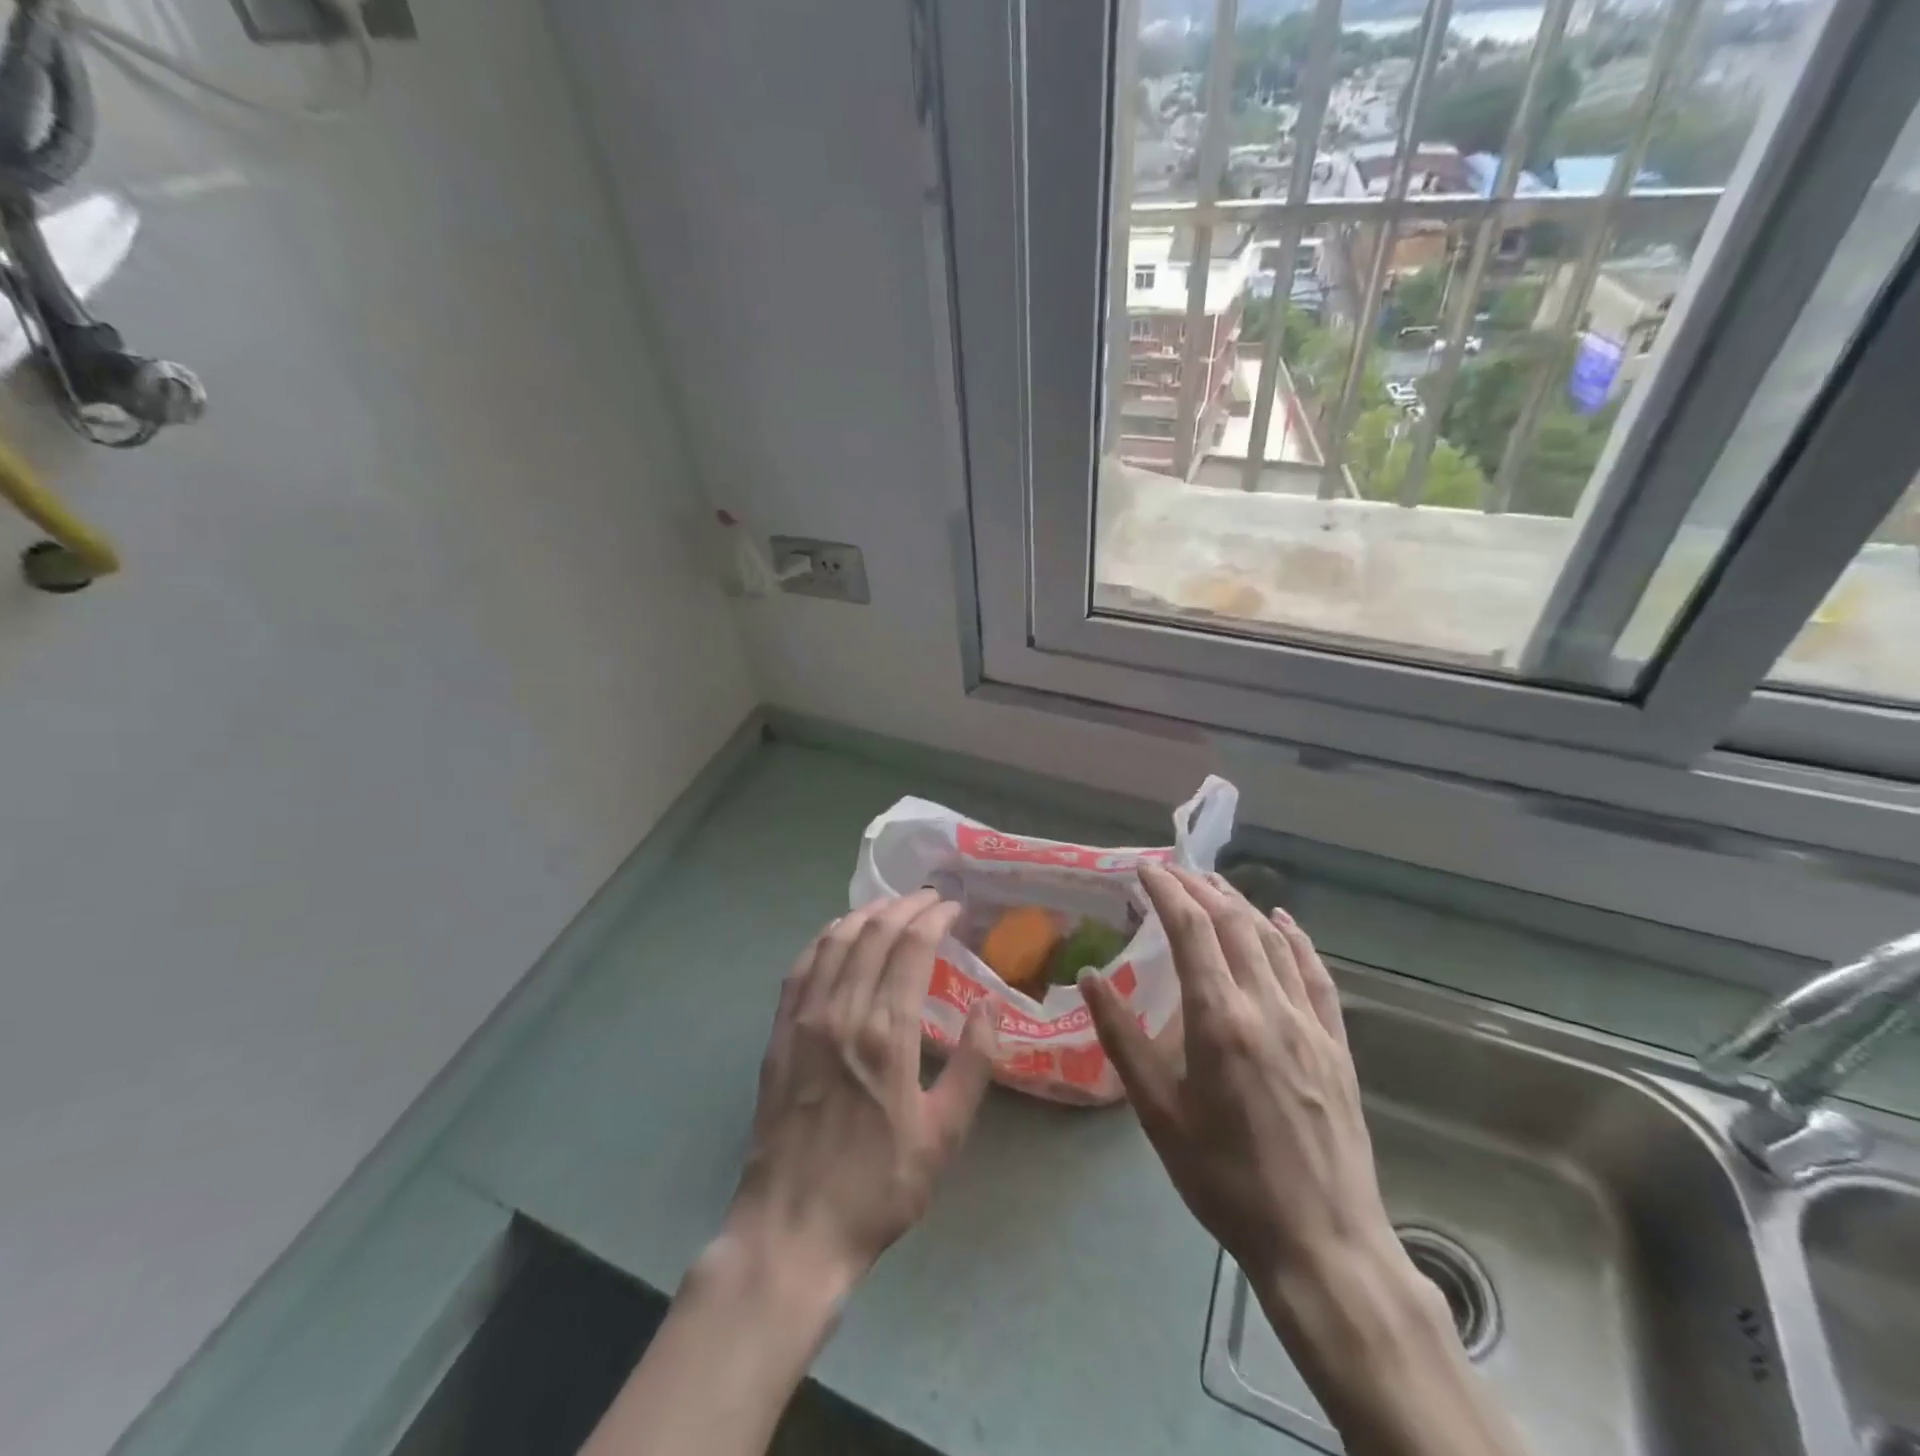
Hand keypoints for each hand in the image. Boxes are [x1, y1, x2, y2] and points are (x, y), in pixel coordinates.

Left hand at [581, 893, 998, 1455]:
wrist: (793, 1228)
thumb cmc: (878, 1186)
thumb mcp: (944, 1135)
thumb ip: (972, 1065)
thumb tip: (987, 1007)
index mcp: (886, 1033)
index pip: (912, 948)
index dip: (934, 918)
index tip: (953, 907)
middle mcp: (843, 1011)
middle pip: (874, 933)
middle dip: (905, 906)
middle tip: (929, 898)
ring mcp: (804, 1019)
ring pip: (835, 941)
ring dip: (865, 913)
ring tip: (890, 904)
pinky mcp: (779, 1032)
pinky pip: (801, 966)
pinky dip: (824, 938)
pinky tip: (837, 932)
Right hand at [1082, 866, 1527, 1455]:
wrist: (1320, 1241)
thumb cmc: (1224, 1179)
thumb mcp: (1158, 1113)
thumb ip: (1123, 1039)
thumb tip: (1090, 977)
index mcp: (1220, 1021)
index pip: (1192, 931)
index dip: (1168, 891)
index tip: (1145, 869)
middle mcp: (1268, 1007)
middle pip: (1234, 924)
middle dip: (1200, 888)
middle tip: (1173, 871)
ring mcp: (1309, 1023)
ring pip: (1274, 941)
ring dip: (1241, 905)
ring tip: (1214, 885)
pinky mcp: (1336, 1044)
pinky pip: (1316, 974)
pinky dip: (1296, 939)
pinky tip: (1282, 922)